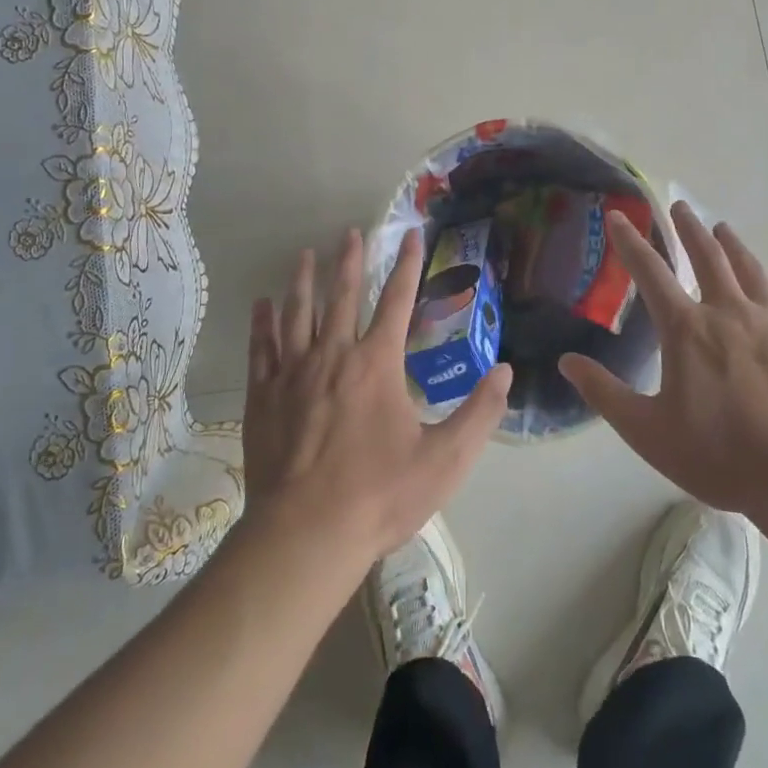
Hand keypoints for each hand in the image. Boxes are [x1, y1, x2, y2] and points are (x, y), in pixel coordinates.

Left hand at [243, 228, 512, 561]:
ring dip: (304, 281)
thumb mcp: (445, 460)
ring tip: (306, 254)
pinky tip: (261, 305)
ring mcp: (293, 373)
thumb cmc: (379, 495)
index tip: (410, 235)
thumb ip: (479, 413)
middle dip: (350, 261)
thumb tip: (505, 370)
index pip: (397, 300)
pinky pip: (263, 348)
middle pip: (342, 296)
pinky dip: (263, 323)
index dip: (407, 265)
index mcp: (377, 363)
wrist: (306, 534)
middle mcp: (333, 355)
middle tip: (351, 232)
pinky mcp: (264, 396)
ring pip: (298, 313)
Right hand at [559, 201, 767, 517]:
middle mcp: (728, 313)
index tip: (617, 215)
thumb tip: (567, 361)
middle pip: (707, 257)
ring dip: (733, 245)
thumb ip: (605, 393)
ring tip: (722, 228)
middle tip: (679, 206)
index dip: (629, 242)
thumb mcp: (647, 431)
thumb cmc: (719, 454)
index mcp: (687, 329)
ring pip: (750, 270)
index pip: (650, 272)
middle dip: (689, 229)